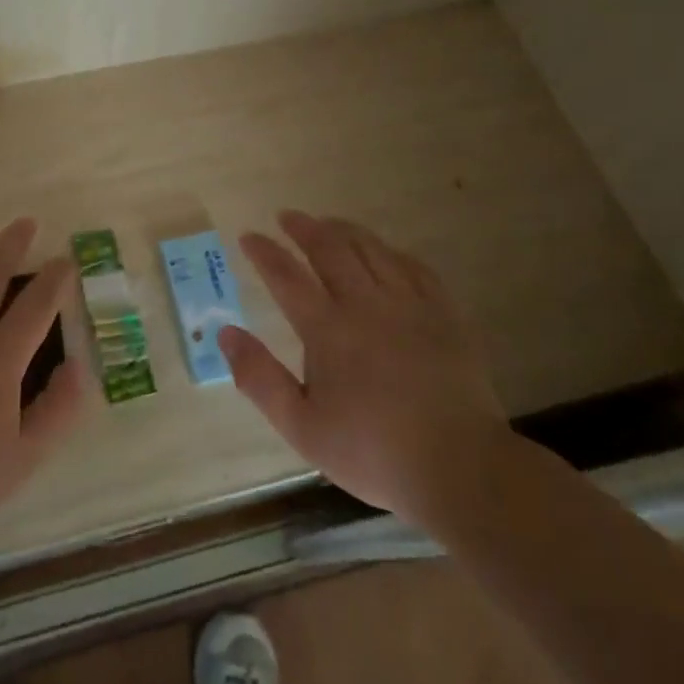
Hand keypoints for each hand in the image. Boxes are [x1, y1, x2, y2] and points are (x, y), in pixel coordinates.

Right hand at [220, 210, 508, 521]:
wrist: (459, 466)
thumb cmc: (372, 452)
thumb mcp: (301, 427)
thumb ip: (259, 378)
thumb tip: (225, 333)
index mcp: (328, 330)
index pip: (287, 277)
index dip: (265, 253)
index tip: (249, 237)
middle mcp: (366, 304)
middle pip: (330, 249)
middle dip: (304, 228)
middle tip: (287, 216)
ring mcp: (409, 304)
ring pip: (372, 250)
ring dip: (345, 230)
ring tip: (329, 223)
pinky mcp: (444, 314)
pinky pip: (415, 267)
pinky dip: (392, 252)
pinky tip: (386, 252)